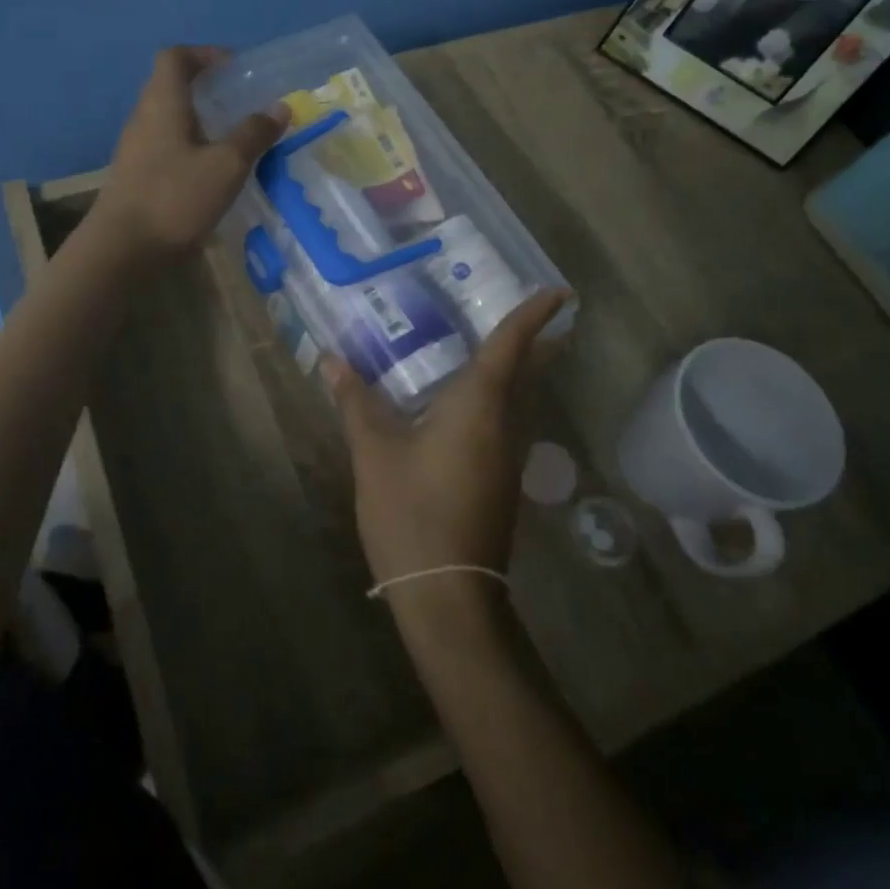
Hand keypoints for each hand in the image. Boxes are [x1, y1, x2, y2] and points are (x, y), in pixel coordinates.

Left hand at [92, 46, 289, 261]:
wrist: (122, 249)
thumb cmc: (175, 198)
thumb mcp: (226, 166)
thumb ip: (253, 134)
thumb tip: (280, 107)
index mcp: (163, 103)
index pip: (175, 57)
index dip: (204, 54)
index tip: (234, 68)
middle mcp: (143, 117)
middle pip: (170, 85)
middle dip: (206, 87)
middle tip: (240, 102)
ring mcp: (135, 148)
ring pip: (168, 118)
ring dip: (198, 119)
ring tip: (231, 137)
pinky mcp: (135, 175)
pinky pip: (164, 145)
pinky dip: (189, 146)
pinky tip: (210, 171)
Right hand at [323, 289, 569, 588]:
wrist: (447, 595)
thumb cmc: (412, 511)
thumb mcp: (374, 452)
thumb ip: (356, 402)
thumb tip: (331, 359)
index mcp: (479, 406)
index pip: (511, 347)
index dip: (533, 316)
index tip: (558, 292)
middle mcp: (504, 426)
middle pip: (527, 374)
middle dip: (538, 343)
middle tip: (542, 314)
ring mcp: (506, 458)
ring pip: (518, 401)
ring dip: (517, 372)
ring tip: (499, 348)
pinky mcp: (498, 482)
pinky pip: (503, 424)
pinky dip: (496, 400)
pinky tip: (468, 406)